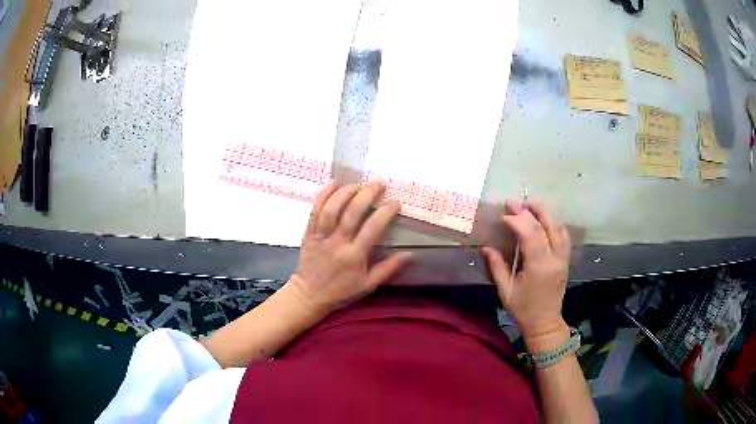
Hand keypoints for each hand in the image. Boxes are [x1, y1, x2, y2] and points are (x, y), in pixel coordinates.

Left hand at [288, 181, 411, 314]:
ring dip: (346, 192)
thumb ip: (388, 268)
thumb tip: (409, 254)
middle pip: (352, 213)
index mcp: (354, 256)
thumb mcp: (368, 285)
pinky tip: (333, 183)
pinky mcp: (309, 233)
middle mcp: (337, 243)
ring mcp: (321, 236)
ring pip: (332, 209)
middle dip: (367, 194)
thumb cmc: (341, 291)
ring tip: (359, 184)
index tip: (395, 202)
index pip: (373, 228)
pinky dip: (323, 196)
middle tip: (379, 184)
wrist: (308, 296)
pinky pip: (314, 212)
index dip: (385, 212)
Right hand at [482, 200, 570, 351]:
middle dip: (531, 211)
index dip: (517, 221)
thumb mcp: (506, 290)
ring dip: (545, 215)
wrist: (545, 323)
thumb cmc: (523, 309)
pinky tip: (545, 222)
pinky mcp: (565, 261)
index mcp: (538, 267)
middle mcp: (554, 259)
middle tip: (516, 202)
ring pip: (558, 229)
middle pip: (546, 226)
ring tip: (531, 205)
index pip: (530, 235)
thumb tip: (486, 247)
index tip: (503, 215)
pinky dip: (554, 225)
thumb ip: (497, 266)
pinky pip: (564, 237)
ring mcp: (562, 259)